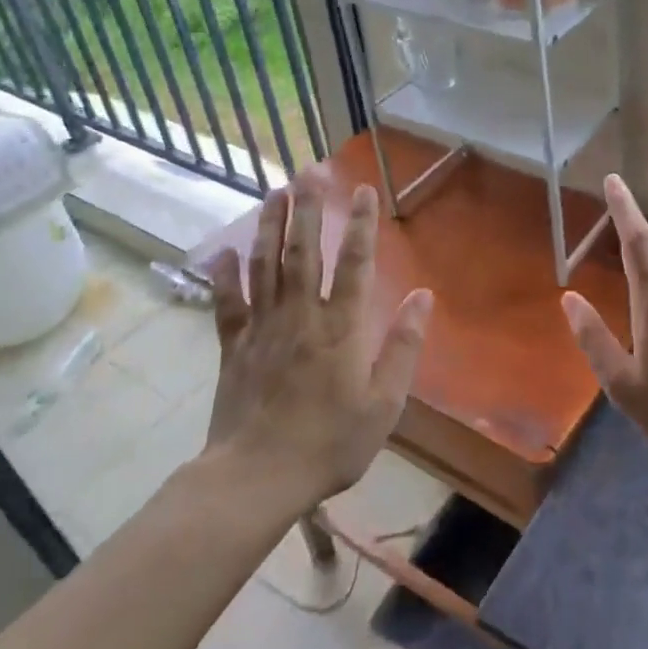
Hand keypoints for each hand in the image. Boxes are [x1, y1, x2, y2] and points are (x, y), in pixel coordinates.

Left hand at [204, 169, 432, 511]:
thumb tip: (423, 296)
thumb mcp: (384, 403)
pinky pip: (227, 303)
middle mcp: (300, 316)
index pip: (354, 264)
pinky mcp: (233, 347)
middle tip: (312, 169)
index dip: (360, 224)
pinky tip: (225, 250)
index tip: (363, 189)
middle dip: (310, 207)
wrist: (256, 478)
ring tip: (276, 191)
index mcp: (340, 328)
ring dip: (271, 225)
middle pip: (304, 251)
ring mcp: (262, 328)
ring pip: (265, 265)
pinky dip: (225, 275)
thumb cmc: (330, 443)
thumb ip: (403, 346)